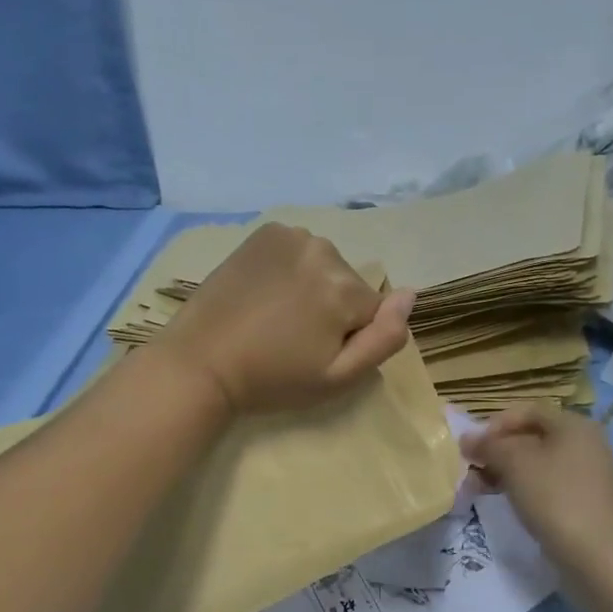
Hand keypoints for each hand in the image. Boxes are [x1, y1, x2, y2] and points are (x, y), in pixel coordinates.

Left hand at [155, 223, 415, 414]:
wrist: (201, 362)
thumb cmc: (271, 379)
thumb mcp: (337, 377)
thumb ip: (384, 338)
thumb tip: (411, 294)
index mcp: (345, 287)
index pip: (373, 311)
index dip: (349, 337)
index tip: (314, 352)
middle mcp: (324, 250)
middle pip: (349, 285)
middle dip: (332, 310)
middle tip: (292, 338)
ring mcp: (291, 236)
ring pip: (325, 267)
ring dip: (312, 287)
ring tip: (275, 316)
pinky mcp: (264, 232)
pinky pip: (298, 251)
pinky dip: (290, 267)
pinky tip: (264, 291)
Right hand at [461, 408, 612, 575]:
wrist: (596, 556)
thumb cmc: (554, 497)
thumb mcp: (514, 463)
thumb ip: (488, 445)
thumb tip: (467, 439)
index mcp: (574, 424)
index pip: (527, 411)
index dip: (495, 424)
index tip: (472, 446)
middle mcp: (586, 443)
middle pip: (532, 436)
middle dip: (498, 450)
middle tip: (472, 468)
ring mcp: (589, 474)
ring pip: (538, 463)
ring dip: (506, 470)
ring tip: (481, 488)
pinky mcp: (586, 501)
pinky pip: (549, 484)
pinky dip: (525, 487)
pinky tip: (506, 501)